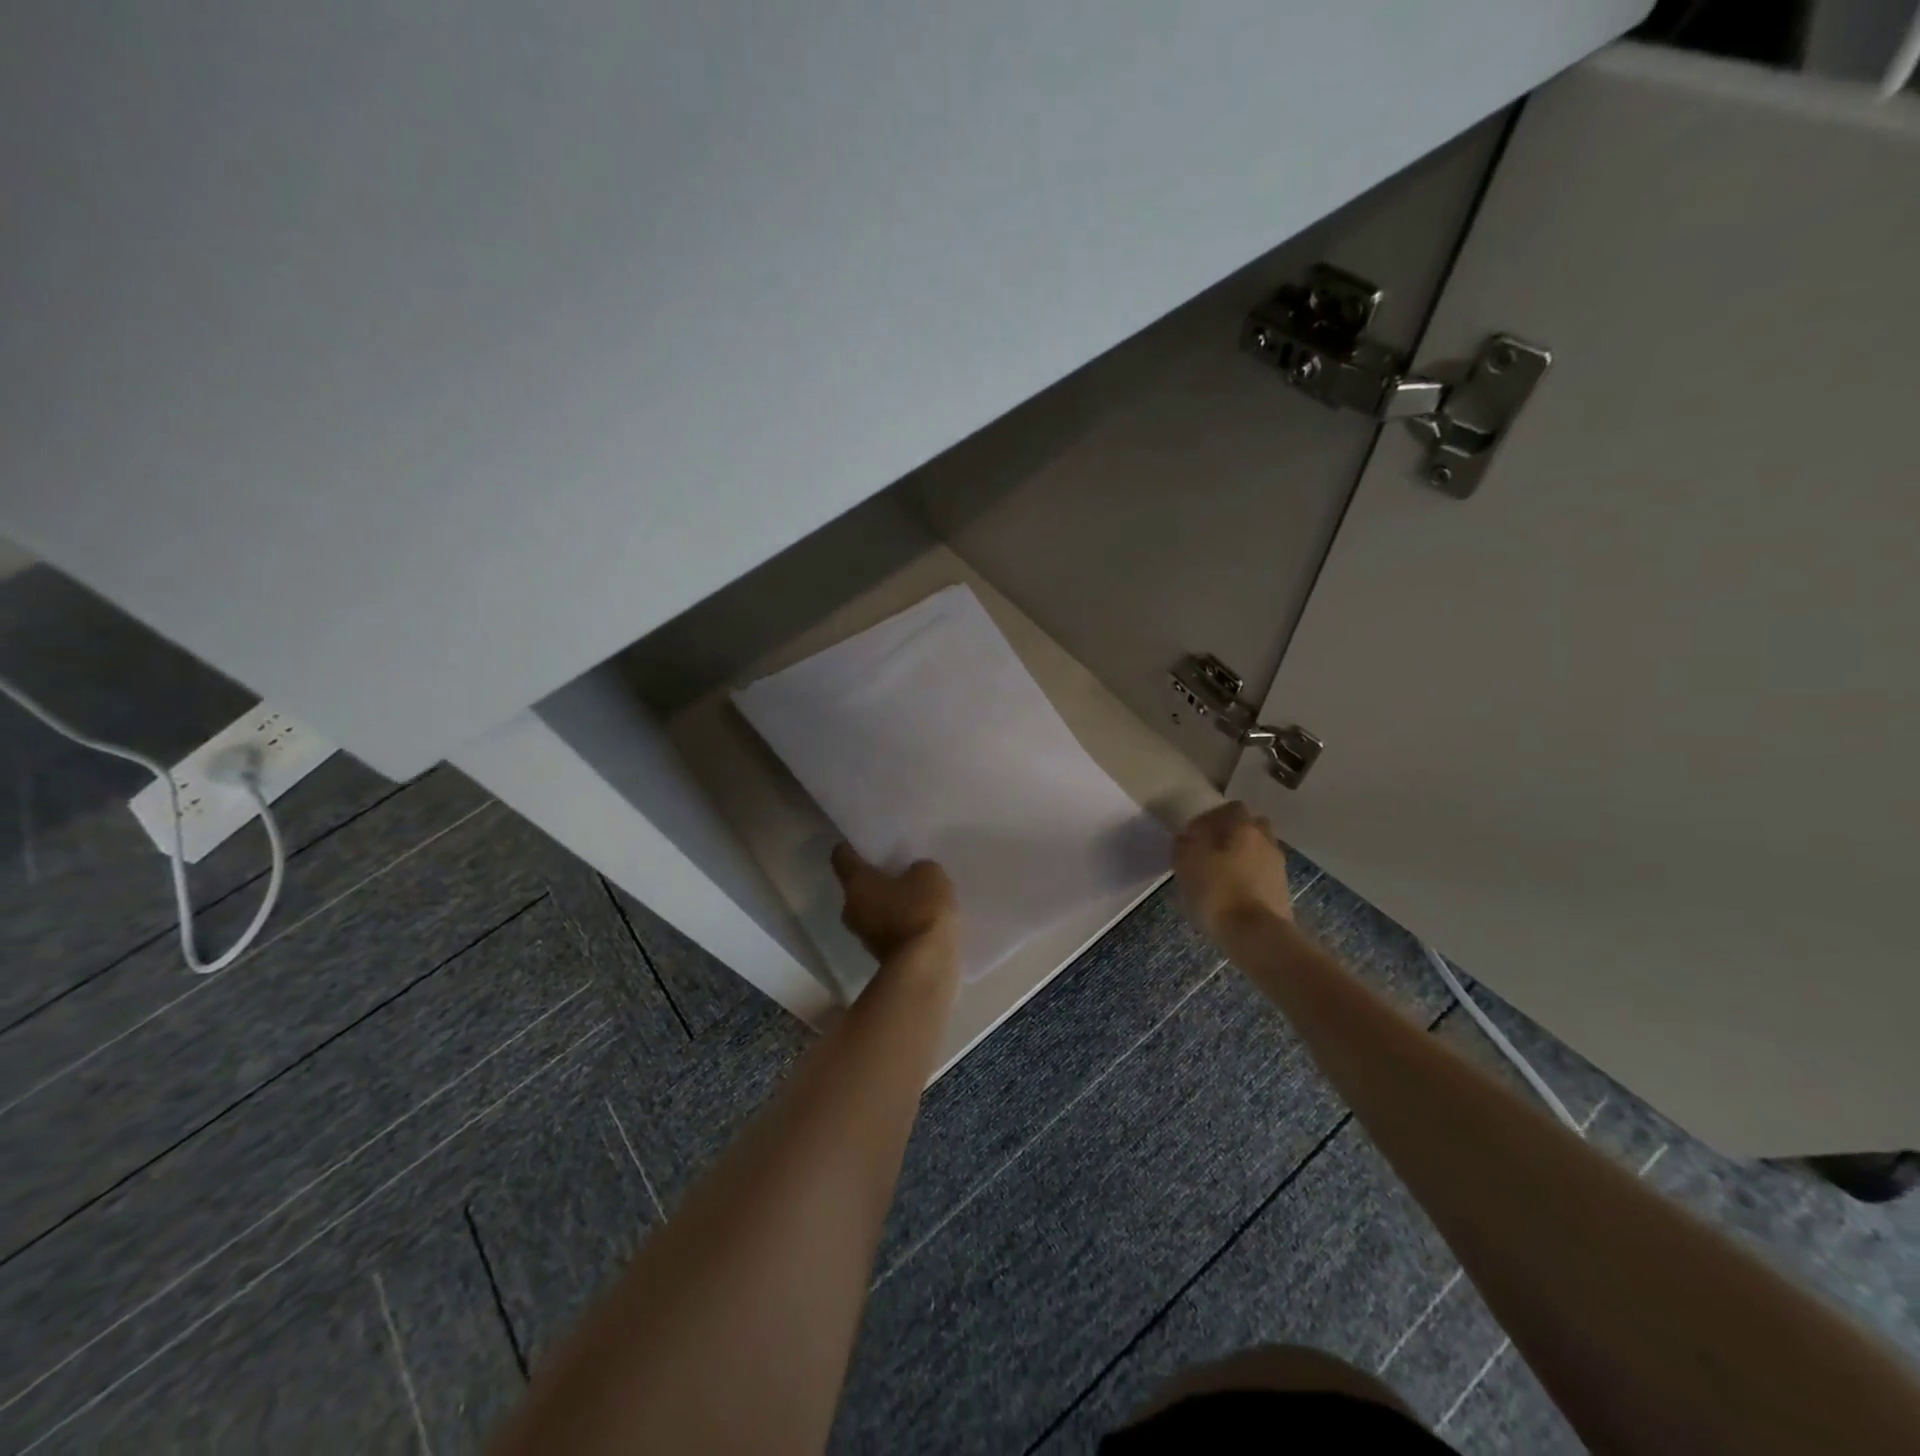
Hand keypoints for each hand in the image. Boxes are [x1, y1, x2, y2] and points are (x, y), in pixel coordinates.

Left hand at [830, 844, 958, 961]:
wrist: (926, 966)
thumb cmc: (920, 909)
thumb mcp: (929, 874)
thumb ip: (917, 868)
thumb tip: (912, 876)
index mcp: (856, 882)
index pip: (841, 856)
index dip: (851, 847)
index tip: (863, 843)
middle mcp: (850, 908)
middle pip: (857, 886)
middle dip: (874, 878)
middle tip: (897, 870)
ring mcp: (862, 935)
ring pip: (871, 910)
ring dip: (886, 903)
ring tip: (913, 896)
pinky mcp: (879, 956)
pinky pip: (885, 929)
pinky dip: (898, 924)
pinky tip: (920, 919)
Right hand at [1173, 802, 1293, 941]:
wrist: (1257, 936)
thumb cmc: (1218, 891)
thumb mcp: (1187, 862)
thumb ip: (1185, 844)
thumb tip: (1187, 838)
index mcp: (1244, 827)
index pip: (1230, 808)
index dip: (1211, 818)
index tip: (1194, 835)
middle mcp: (1266, 840)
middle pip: (1250, 827)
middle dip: (1231, 835)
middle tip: (1209, 851)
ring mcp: (1277, 867)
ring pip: (1257, 851)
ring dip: (1241, 858)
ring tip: (1218, 876)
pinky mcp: (1281, 892)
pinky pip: (1261, 875)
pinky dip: (1247, 879)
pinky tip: (1231, 894)